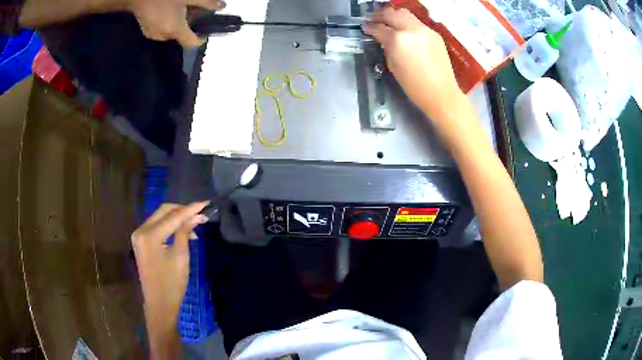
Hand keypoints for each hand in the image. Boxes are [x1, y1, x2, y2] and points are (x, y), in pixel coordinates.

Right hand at [126, 0, 225, 47]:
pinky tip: (166, 12)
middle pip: (181, 36)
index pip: (192, 43)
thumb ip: (206, 3)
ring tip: (178, 10)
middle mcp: (164, 37)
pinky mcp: (146, 32)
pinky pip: (162, 31)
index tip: (204, 32)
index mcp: (175, 30)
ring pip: (171, 33)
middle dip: (187, 26)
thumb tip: (221, 6)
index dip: (200, 39)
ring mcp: (153, 35)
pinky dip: (167, 24)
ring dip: (177, 25)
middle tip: (191, 12)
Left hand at [131, 201, 208, 355]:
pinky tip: (182, 232)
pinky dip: (169, 226)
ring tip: (194, 225)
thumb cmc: (172, 283)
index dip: (190, 209)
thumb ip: (185, 232)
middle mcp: (140, 230)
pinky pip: (156, 227)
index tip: (206, 203)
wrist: (159, 304)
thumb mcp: (181, 256)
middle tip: (200, 214)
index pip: (173, 216)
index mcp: (149, 235)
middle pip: (163, 212)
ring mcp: (139, 236)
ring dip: (177, 218)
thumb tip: (196, 216)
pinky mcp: (141, 242)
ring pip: (160, 218)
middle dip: (183, 211)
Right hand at [364, 7, 463, 119]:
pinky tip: (407, 33)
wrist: (441, 93)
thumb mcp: (393, 66)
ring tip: (391, 23)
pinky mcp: (434, 34)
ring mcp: (425, 30)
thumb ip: (386, 48)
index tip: (365, 27)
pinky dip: (408, 24)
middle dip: (381, 15)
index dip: (370, 27)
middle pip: (392, 13)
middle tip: (375, 20)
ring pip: (406, 14)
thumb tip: (383, 39)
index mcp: (397, 40)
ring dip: (396, 16)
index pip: (379, 28)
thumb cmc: (414, 86)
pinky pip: (417, 23)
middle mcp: (411, 29)